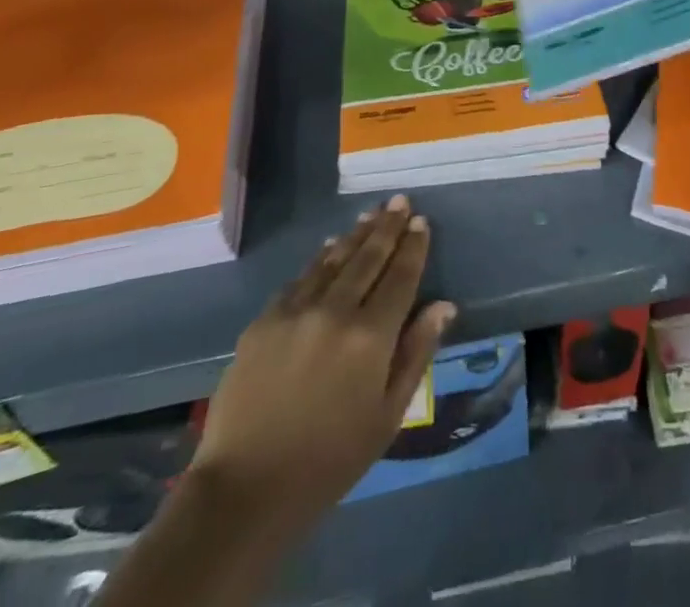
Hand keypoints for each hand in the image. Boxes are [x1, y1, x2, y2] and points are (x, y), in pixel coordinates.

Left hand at [192, 196, 455, 532]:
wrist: (246, 488)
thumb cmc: (330, 460)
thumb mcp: (388, 416)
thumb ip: (416, 354)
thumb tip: (444, 305)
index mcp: (370, 337)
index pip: (400, 277)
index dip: (413, 247)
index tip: (421, 222)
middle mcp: (335, 311)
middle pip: (368, 258)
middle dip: (387, 227)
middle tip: (400, 201)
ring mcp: (296, 311)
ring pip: (333, 260)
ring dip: (356, 235)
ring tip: (371, 214)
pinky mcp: (264, 320)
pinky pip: (300, 278)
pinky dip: (320, 259)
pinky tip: (329, 248)